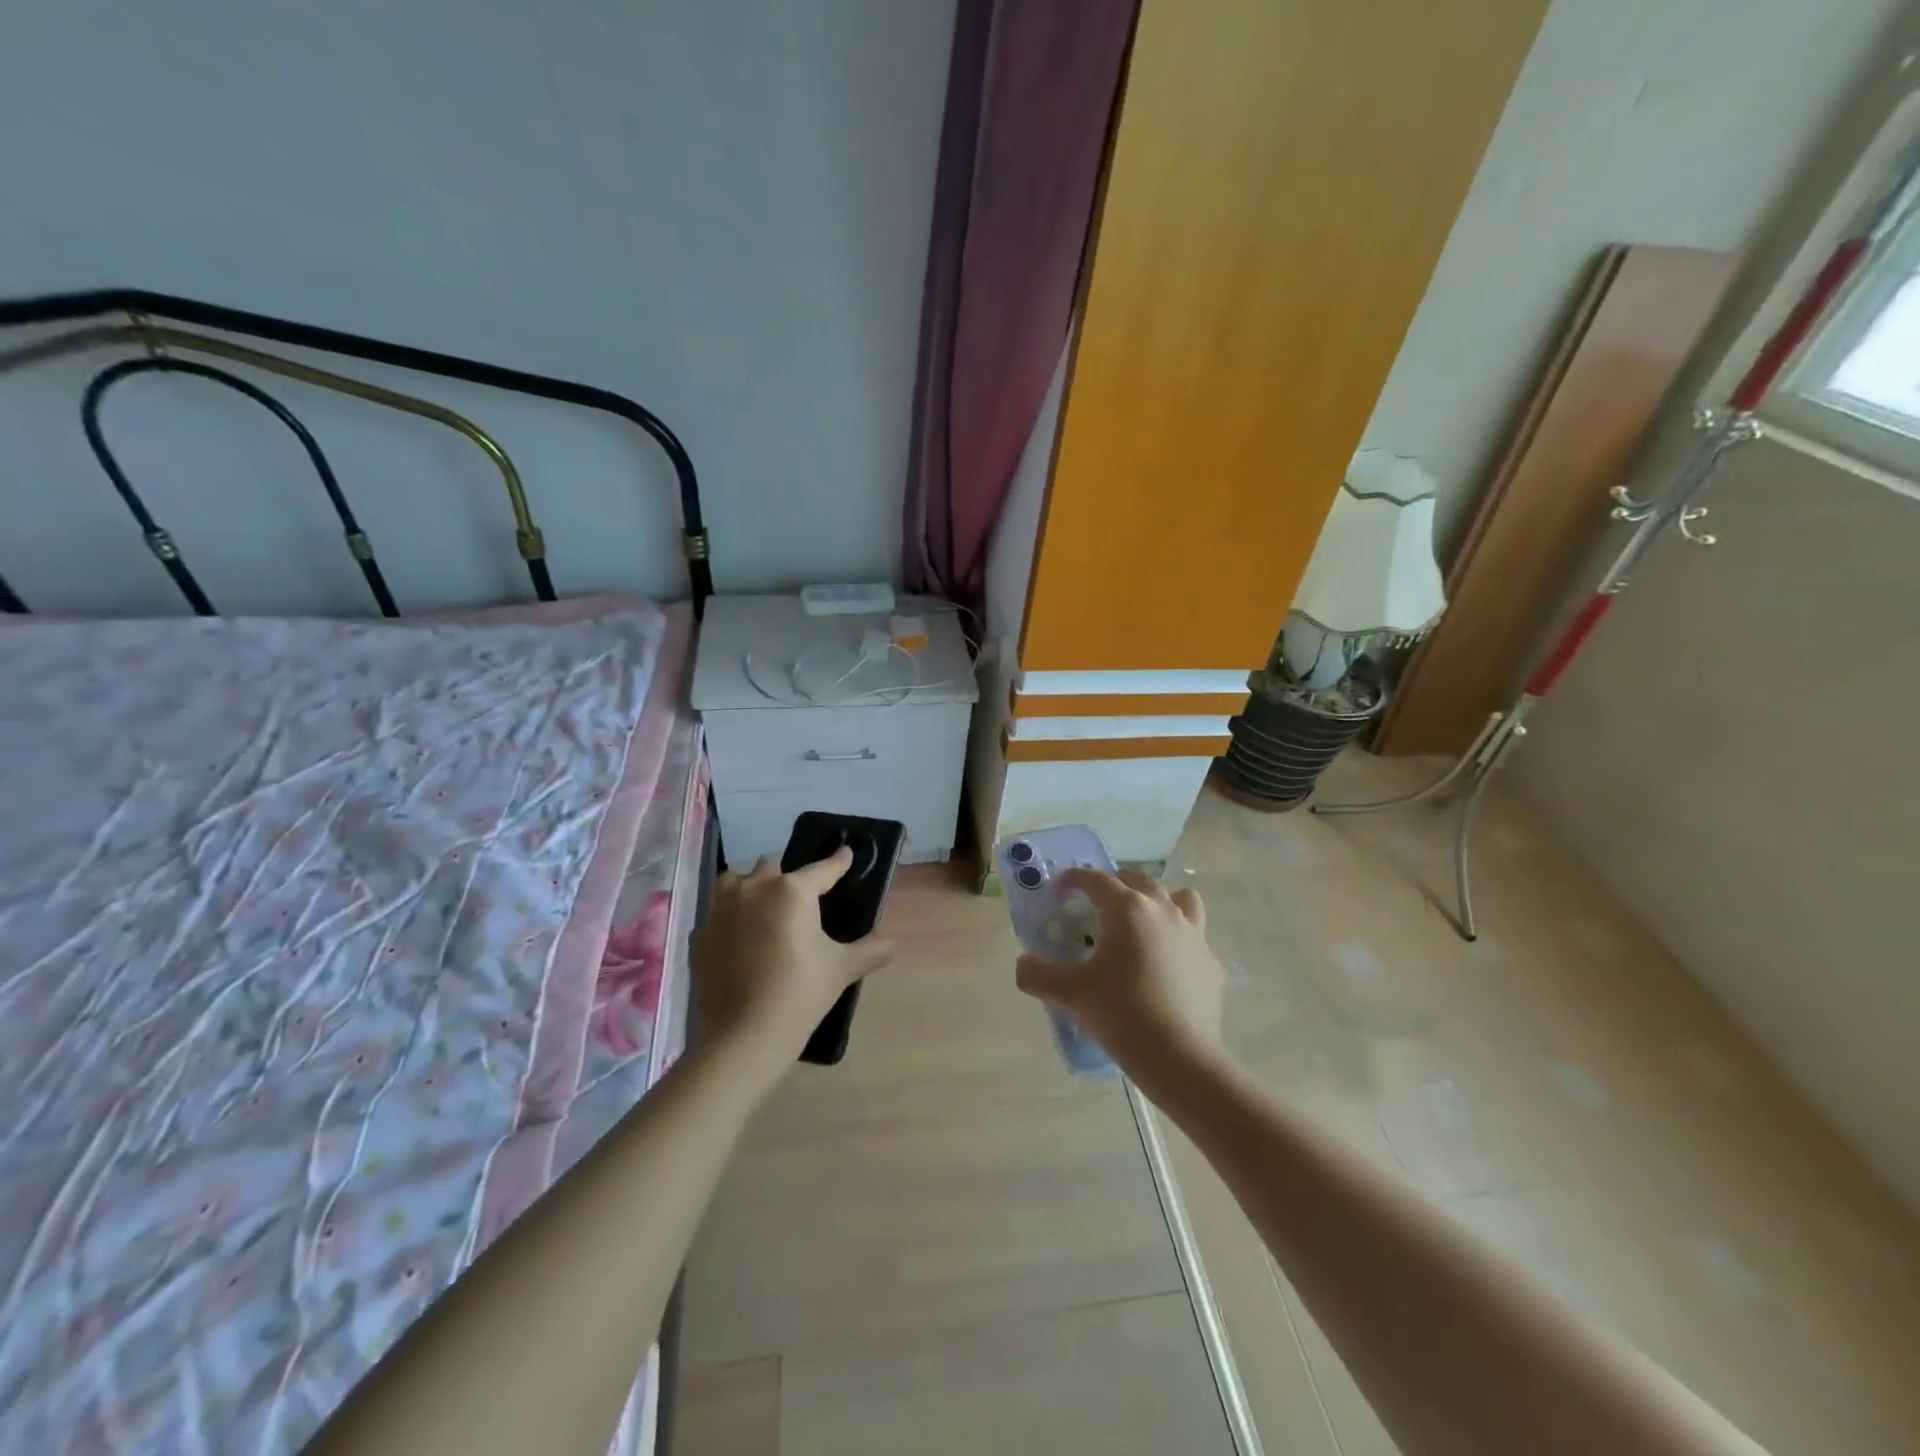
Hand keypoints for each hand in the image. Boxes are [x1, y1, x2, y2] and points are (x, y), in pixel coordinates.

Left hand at [690, 848, 894, 1079]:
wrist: (742, 1039)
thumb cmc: (799, 995)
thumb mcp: (843, 969)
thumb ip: (871, 949)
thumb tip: (890, 941)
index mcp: (791, 891)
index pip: (822, 868)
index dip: (838, 861)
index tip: (846, 854)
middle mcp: (752, 888)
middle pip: (773, 867)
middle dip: (788, 878)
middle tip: (802, 902)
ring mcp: (720, 910)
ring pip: (736, 882)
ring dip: (752, 888)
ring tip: (765, 911)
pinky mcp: (700, 935)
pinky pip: (719, 915)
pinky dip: (732, 921)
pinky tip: (742, 942)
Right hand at [1014, 869, 1226, 1090]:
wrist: (1180, 1058)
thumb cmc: (1121, 1015)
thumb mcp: (1069, 995)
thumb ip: (1038, 975)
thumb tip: (1023, 963)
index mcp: (1126, 909)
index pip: (1095, 879)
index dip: (1073, 880)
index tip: (1060, 891)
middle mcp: (1162, 910)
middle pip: (1137, 880)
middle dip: (1114, 884)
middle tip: (1096, 906)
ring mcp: (1193, 933)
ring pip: (1178, 898)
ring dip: (1157, 901)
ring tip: (1142, 922)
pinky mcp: (1210, 961)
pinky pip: (1193, 935)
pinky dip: (1177, 939)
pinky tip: (1165, 964)